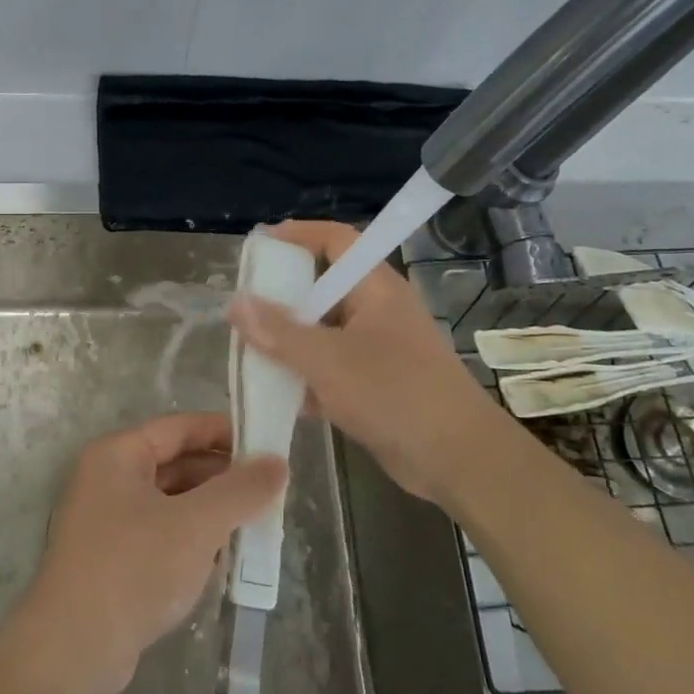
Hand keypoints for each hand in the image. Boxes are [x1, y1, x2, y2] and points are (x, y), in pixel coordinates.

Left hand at [4, 413, 287, 693]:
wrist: (73, 650)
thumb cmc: (134, 568)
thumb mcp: (196, 525)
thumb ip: (240, 490)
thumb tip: (277, 463)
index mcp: (117, 454)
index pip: (179, 427)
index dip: (223, 431)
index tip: (267, 442)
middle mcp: (107, 478)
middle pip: (175, 462)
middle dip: (222, 475)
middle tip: (270, 487)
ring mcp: (107, 520)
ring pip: (170, 500)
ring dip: (210, 508)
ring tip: (256, 519)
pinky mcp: (112, 558)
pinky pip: (161, 532)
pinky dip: (192, 536)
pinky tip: (224, 554)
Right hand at [225, 220, 490, 502]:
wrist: (458, 460)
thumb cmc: (395, 394)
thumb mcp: (328, 360)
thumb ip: (279, 332)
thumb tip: (235, 303)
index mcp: (375, 288)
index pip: (337, 240)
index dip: (300, 234)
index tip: (260, 244)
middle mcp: (378, 310)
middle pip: (324, 288)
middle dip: (283, 296)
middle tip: (244, 306)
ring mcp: (378, 349)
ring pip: (324, 332)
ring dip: (290, 341)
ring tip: (248, 350)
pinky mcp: (376, 384)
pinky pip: (332, 367)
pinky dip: (306, 375)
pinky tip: (276, 392)